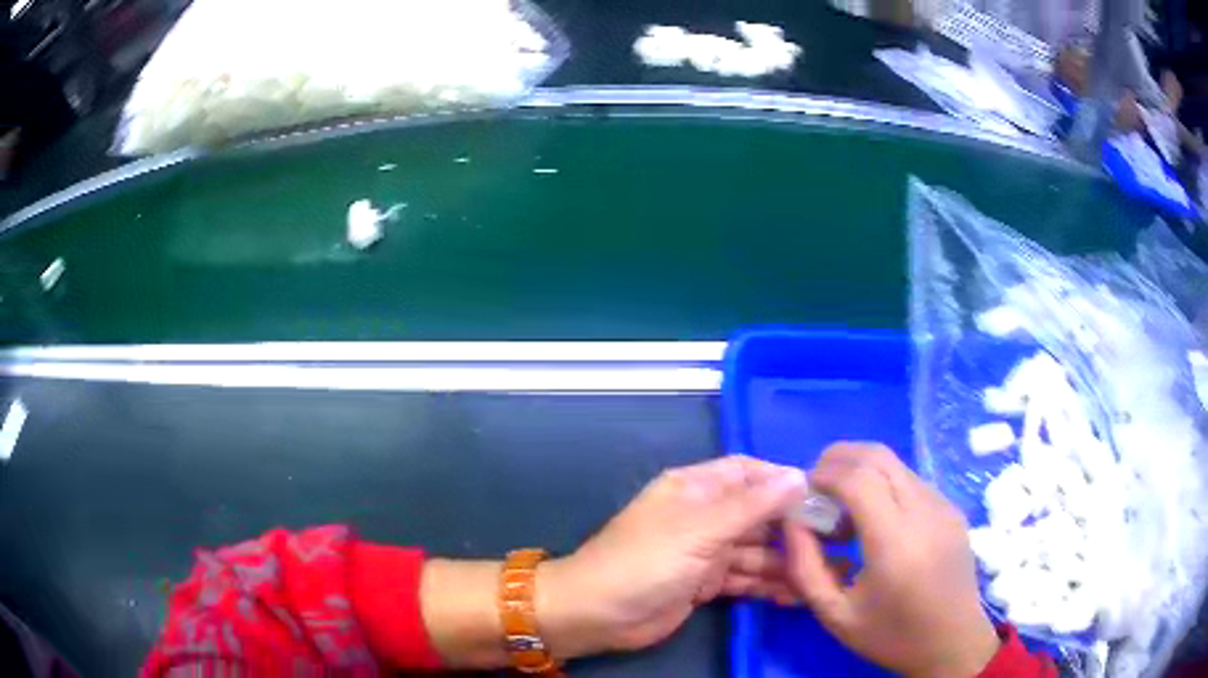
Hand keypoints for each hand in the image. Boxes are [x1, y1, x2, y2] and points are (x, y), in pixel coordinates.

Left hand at [537, 456, 807, 657]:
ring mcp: (705, 552)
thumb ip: (750, 505)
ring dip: (786, 563)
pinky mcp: (705, 583)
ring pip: (756, 551)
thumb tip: (798, 475)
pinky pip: (745, 578)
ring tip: (825, 575)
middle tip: (836, 542)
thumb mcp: (700, 529)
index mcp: (695, 489)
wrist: (597, 614)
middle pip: (758, 514)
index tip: (823, 496)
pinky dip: (768, 585)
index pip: (748, 473)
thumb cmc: (645, 562)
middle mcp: (704, 516)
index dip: (783, 481)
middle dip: (792, 528)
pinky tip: (797, 595)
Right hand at [783, 443, 1000, 677]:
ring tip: (845, 511)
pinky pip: (911, 480)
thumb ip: (805, 568)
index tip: (804, 493)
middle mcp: (924, 512)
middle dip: (839, 458)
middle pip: (878, 456)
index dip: (824, 474)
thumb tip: (793, 521)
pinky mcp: (951, 508)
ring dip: (861, 472)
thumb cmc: (891, 635)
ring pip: (895, 464)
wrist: (952, 641)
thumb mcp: (835, 615)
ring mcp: (943, 506)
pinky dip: (883, 484)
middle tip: (817, 488)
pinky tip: (876, 521)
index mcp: (895, 543)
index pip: (858, 479)